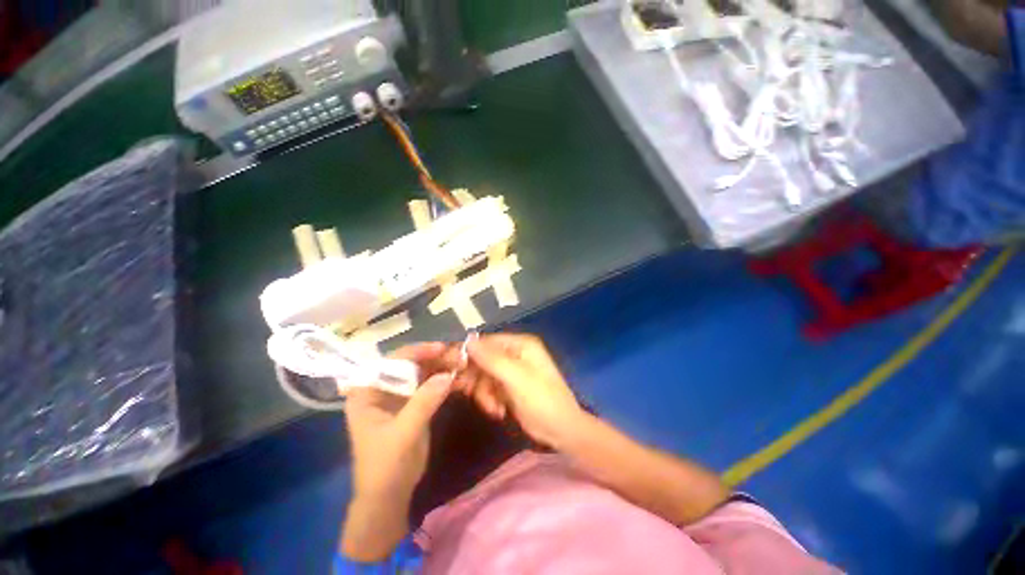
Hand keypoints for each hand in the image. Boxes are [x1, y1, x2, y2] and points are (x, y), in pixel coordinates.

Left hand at [341, 343, 452, 560]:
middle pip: (409, 364)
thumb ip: (424, 402)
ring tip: (462, 365)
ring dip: (441, 368)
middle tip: (458, 357)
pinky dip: (443, 381)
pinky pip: (428, 386)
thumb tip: (448, 375)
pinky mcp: (412, 405)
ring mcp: (397, 396)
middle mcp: (381, 389)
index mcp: (367, 392)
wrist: (389, 496)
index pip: (391, 361)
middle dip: (434, 359)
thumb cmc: (386, 465)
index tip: (442, 349)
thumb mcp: (404, 433)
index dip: (417, 351)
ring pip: (421, 373)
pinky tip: (458, 379)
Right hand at [465, 334, 584, 447]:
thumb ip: (492, 359)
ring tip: (494, 408)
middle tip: (466, 392)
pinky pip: (488, 388)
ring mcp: (511, 371)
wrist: (561, 432)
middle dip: (476, 378)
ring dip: (484, 394)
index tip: (450, 366)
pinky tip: (499, 412)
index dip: (467, 352)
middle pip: (482, 359)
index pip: (486, 342)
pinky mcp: (508, 387)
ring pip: (483, 376)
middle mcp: (514, 353)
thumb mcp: (516, 379)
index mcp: (520, 344)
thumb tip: (468, 340)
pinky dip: (489, 400)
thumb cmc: (542, 400)